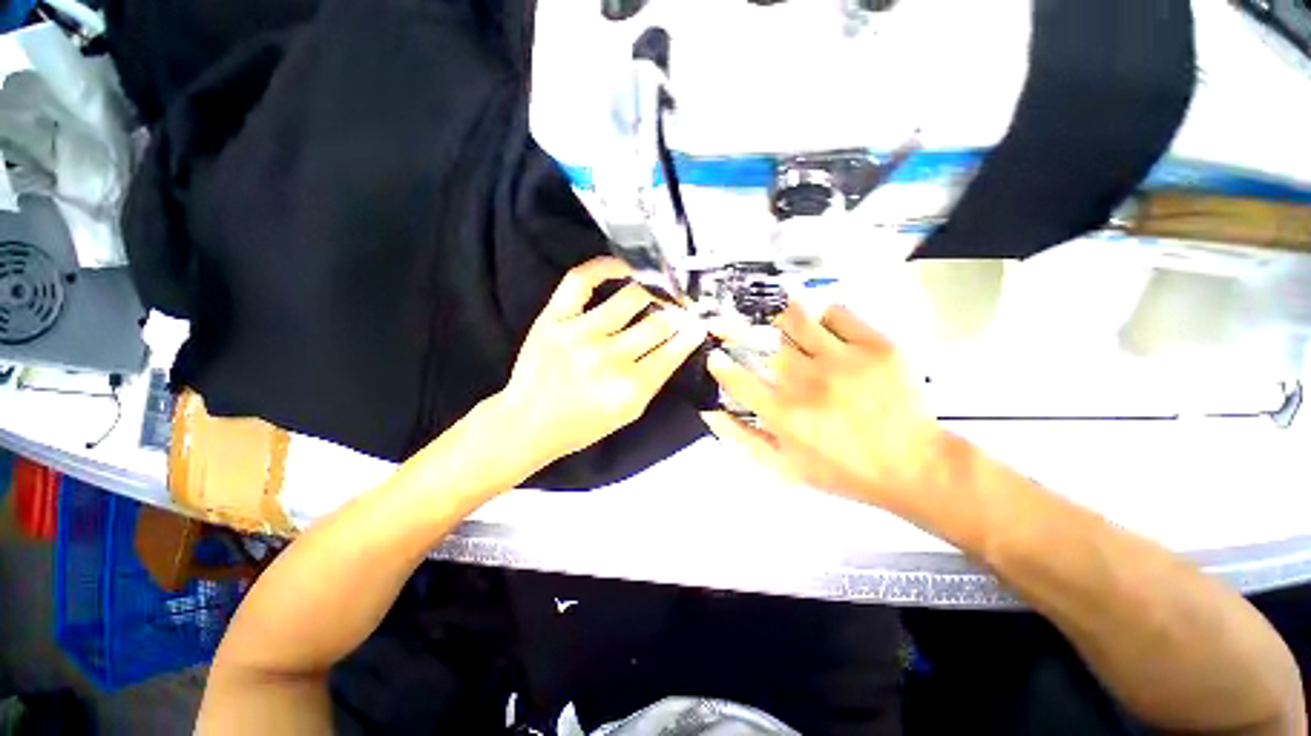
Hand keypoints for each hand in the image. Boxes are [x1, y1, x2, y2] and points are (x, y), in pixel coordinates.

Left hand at [496, 257, 707, 472]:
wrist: (528, 422)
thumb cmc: (583, 424)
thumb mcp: (629, 412)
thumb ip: (655, 378)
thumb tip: (678, 342)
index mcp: (630, 388)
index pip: (673, 350)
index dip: (691, 333)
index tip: (698, 323)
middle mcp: (608, 358)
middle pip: (658, 322)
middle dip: (676, 314)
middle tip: (679, 310)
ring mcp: (579, 334)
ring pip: (631, 298)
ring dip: (652, 294)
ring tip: (656, 294)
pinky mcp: (553, 318)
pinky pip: (582, 279)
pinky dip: (605, 267)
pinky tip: (623, 268)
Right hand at [704, 305, 947, 514]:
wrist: (914, 466)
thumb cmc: (844, 471)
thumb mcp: (785, 468)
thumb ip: (742, 440)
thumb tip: (710, 412)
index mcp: (785, 414)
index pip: (737, 378)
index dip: (720, 363)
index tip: (716, 356)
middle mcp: (809, 382)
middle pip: (763, 343)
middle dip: (739, 331)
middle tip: (736, 329)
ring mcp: (844, 360)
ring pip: (797, 319)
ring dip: (780, 318)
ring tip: (778, 323)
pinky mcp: (877, 346)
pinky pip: (838, 313)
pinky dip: (823, 315)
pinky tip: (821, 327)